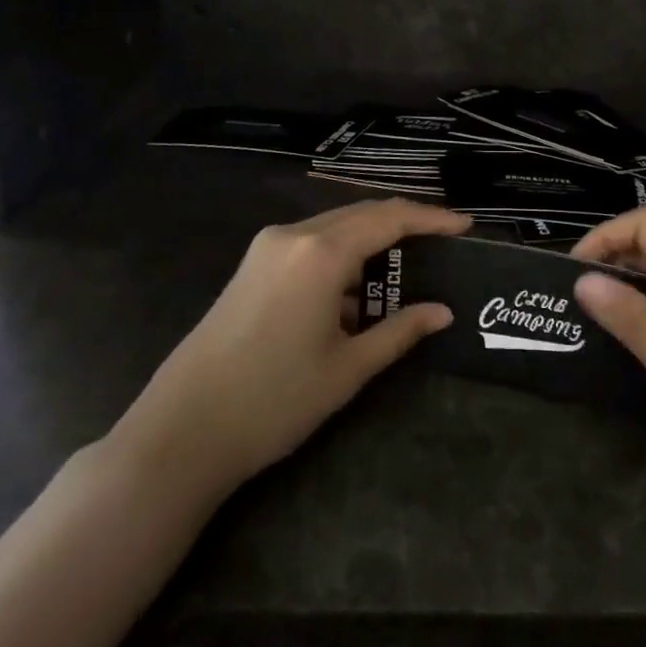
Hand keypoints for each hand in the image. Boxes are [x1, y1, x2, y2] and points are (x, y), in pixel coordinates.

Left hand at [114, 199, 470, 490]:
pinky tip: (354, 291)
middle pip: (361, 213)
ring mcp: (267, 247)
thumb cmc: (273, 401)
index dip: (431, 218)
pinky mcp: (252, 265)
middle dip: (404, 223)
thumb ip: (399, 331)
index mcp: (321, 252)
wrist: (180, 432)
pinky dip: (342, 254)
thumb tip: (442, 312)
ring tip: (404, 268)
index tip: (465, 225)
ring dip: (371, 240)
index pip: (389, 218)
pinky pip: (311, 243)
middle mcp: (293, 234)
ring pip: (335, 226)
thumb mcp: (347, 369)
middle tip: (442, 240)